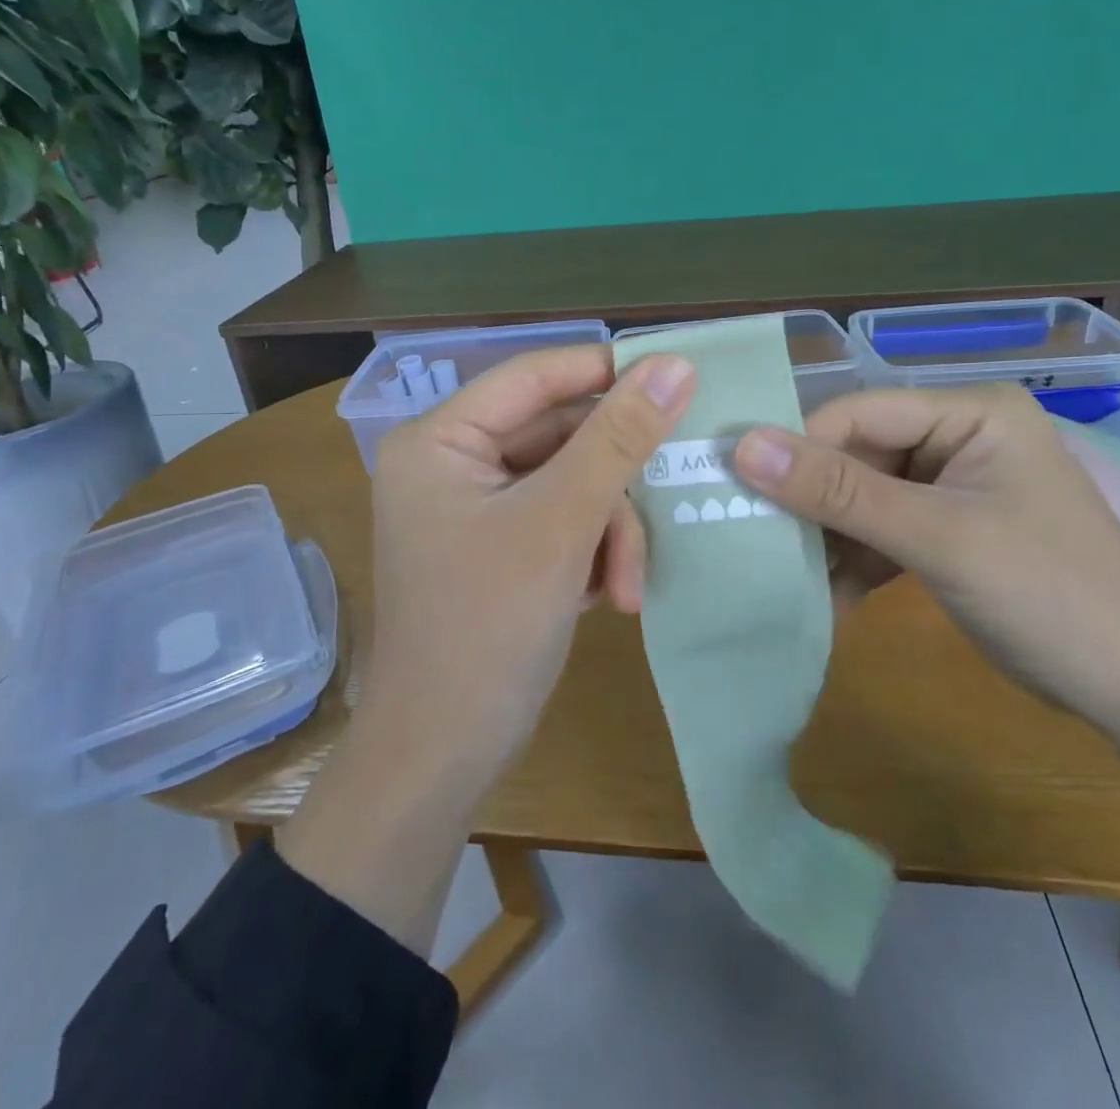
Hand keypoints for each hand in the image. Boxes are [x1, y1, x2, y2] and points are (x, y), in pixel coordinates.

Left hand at [364, 343, 695, 774]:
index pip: (535, 377)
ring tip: (625, 589)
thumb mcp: (562, 524)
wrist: (444, 755)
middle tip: (662, 511)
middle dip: (610, 489)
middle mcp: (451, 462)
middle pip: (558, 436)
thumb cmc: (489, 629)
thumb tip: (674, 364)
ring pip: (569, 483)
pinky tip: (604, 596)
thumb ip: (618, 438)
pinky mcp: (496, 545)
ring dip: (607, 532)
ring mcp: (473, 507)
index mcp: (440, 439)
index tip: (679, 379)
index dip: (606, 372)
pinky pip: (560, 520)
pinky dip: (590, 551)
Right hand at [730, 383, 1119, 731]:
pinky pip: (879, 532)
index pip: (858, 413)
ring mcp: (950, 487)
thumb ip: (840, 492)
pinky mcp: (945, 531)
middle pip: (856, 454)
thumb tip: (744, 445)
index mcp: (970, 414)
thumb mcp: (939, 538)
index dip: (798, 446)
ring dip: (825, 537)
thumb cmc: (1052, 596)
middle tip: (751, 535)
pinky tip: (823, 597)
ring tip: (779, 571)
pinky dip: (852, 562)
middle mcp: (957, 438)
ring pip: (860, 497)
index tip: (737, 487)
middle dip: (810, 501)